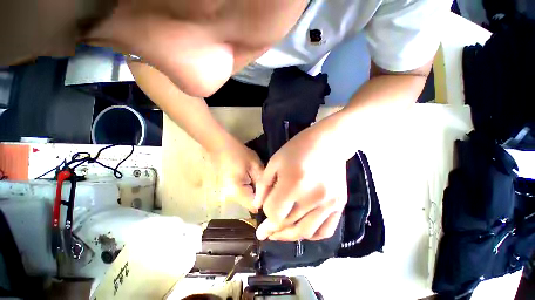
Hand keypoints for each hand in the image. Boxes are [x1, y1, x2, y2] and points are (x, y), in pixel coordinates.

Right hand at [211, 137, 263, 212]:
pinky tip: (253, 177)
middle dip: (261, 195)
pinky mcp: (229, 188)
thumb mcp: (254, 165)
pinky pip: (243, 193)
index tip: (272, 190)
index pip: (254, 205)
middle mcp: (231, 196)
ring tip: (261, 179)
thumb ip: (261, 181)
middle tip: (268, 182)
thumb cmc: (238, 153)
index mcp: (236, 191)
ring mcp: (228, 192)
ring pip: (247, 198)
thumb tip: (267, 196)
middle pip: (250, 203)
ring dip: (256, 191)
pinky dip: (250, 187)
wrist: (220, 145)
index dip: (265, 199)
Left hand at [253, 124, 347, 240]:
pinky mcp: (340, 204)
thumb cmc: (298, 148)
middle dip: (273, 228)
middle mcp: (312, 197)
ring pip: (305, 232)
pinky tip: (302, 231)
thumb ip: (264, 185)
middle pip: (288, 223)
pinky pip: (326, 230)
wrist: (329, 142)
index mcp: (293, 183)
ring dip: (289, 236)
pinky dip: (312, 235)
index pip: (274, 211)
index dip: (266, 213)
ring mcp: (329, 203)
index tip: (263, 211)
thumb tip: (258, 205)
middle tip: (265, 232)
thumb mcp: (275, 161)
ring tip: (280, 234)